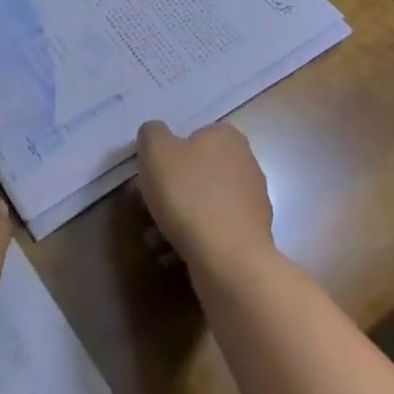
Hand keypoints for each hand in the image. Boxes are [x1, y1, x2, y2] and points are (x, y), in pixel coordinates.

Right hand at [136, 120, 274, 281]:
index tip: (145, 177)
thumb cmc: (189, 195)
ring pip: (200, 204)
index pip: (190, 136)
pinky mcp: (250, 237)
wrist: (228, 260)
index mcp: (226, 138)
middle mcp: (245, 165)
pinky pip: (212, 232)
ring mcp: (250, 203)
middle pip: (192, 173)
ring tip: (154, 240)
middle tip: (142, 209)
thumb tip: (157, 137)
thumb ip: (152, 133)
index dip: (164, 155)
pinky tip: (171, 255)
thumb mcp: (155, 150)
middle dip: (164, 192)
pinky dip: (191, 240)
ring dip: (173, 220)